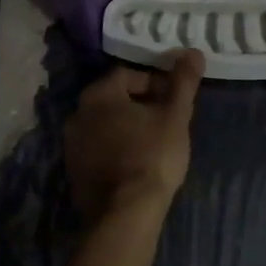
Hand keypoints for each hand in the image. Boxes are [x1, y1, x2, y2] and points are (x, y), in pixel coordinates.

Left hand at [63, 50, 204, 224]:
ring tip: (154, 142)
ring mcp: (71, 145)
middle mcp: (77, 114)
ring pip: (105, 125)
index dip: (156, 83)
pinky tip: (136, 164)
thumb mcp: (175, 116)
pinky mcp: (73, 172)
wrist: (124, 214)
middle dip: (141, 104)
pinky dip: (116, 149)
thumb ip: (183, 82)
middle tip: (167, 120)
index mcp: (98, 94)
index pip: (129, 75)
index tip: (175, 99)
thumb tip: (194, 51)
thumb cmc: (152, 156)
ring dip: (127, 127)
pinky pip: (98, 149)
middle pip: (115, 99)